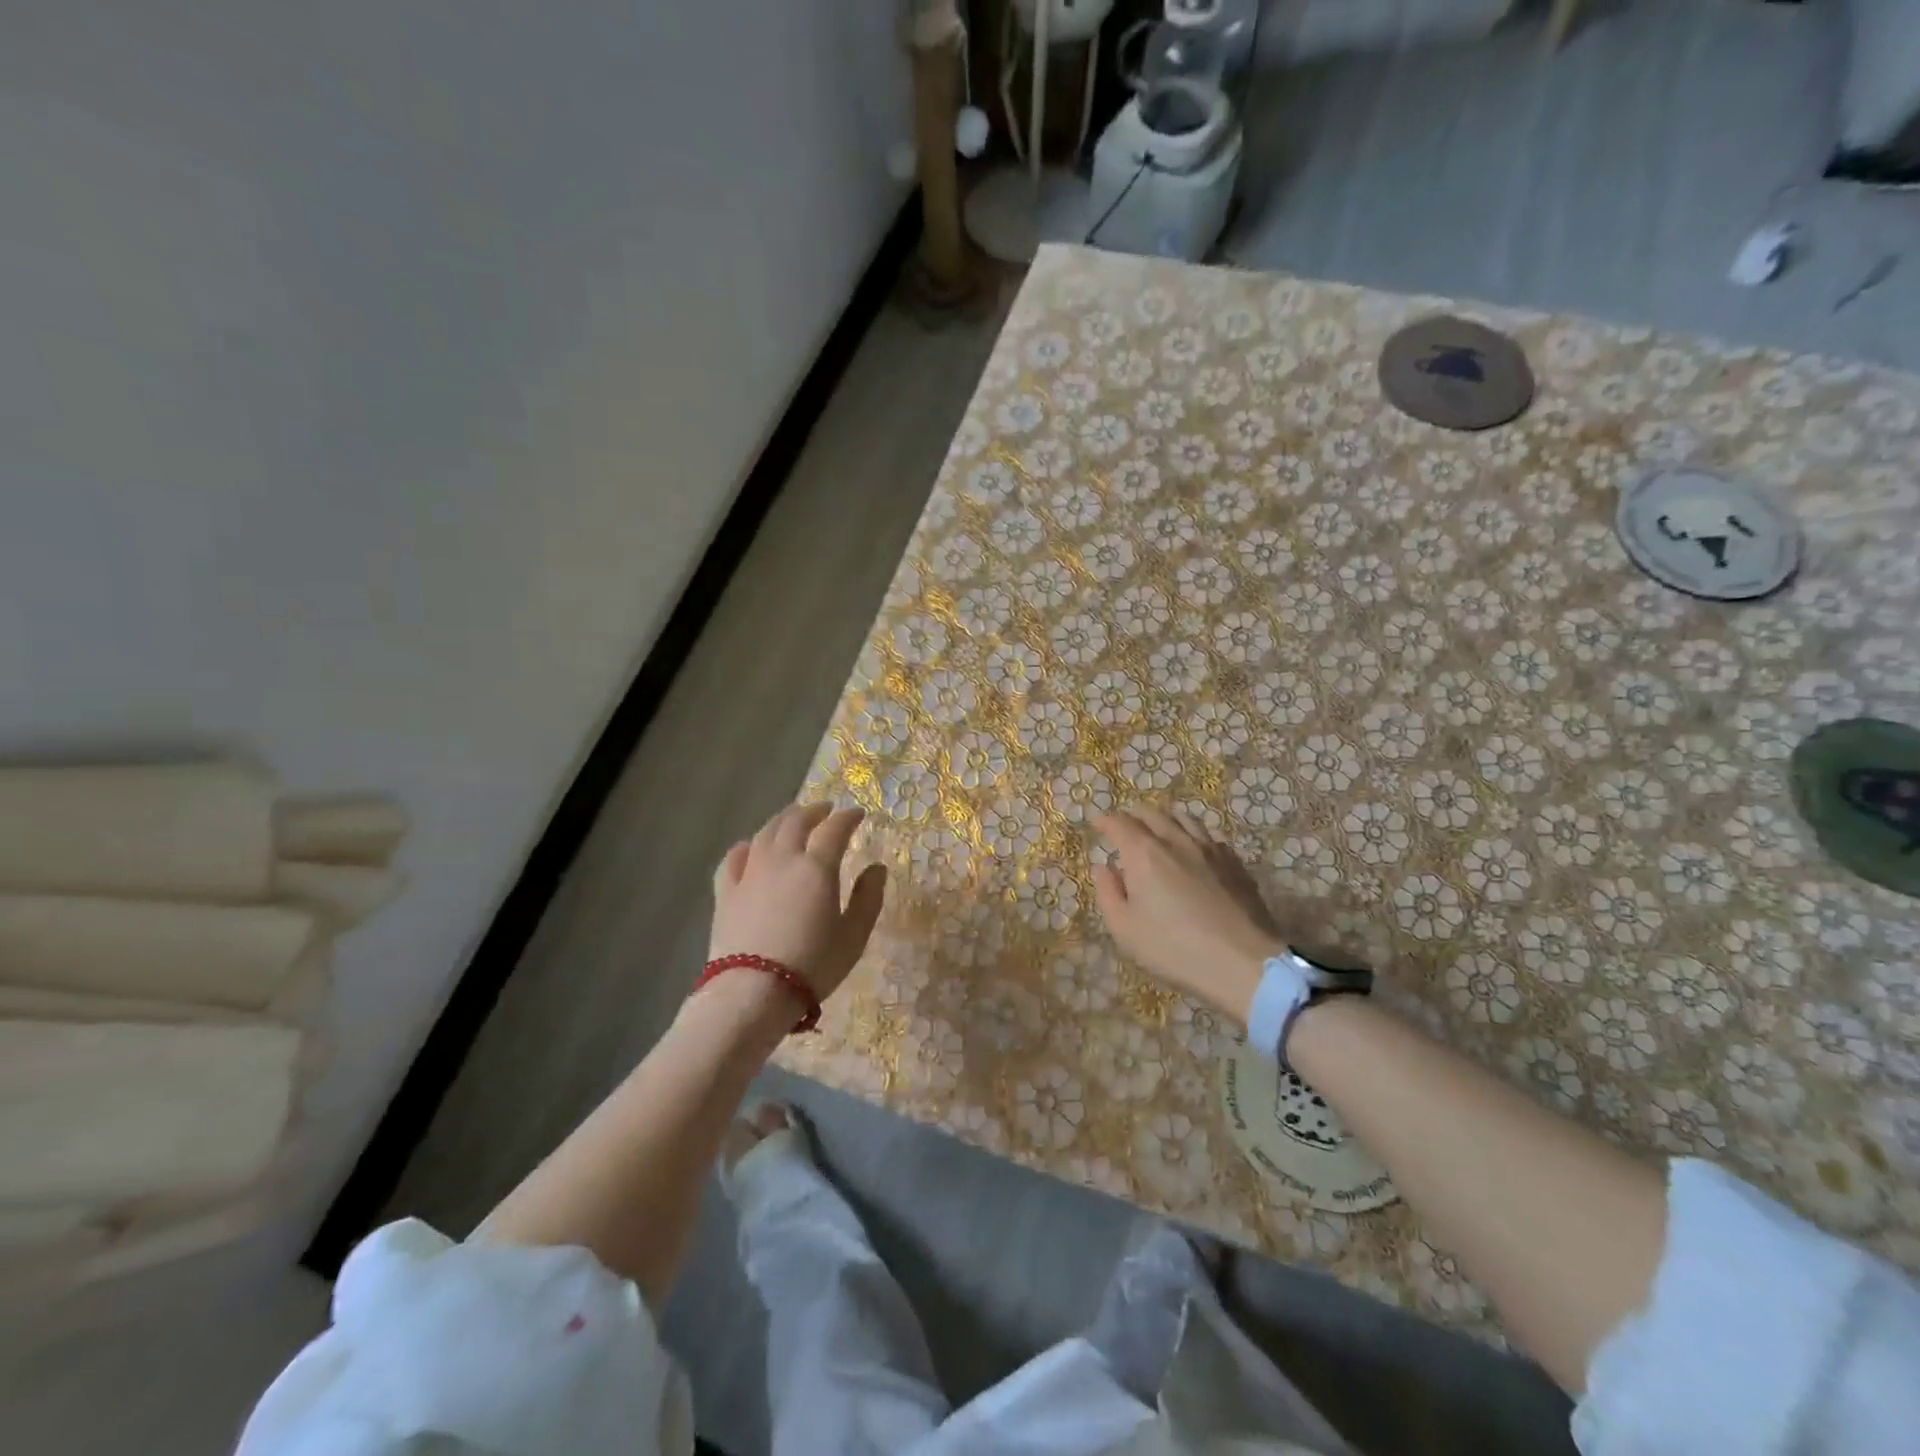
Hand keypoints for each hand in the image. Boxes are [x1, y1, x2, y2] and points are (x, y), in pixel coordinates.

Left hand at [711, 803, 886, 1005]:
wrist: (752, 993)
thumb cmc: (813, 965)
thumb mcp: (854, 936)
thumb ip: (868, 898)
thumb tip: (877, 868)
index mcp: (816, 867)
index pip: (835, 829)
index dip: (848, 817)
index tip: (858, 814)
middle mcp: (782, 860)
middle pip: (796, 822)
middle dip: (814, 811)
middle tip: (825, 809)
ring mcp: (750, 873)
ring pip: (765, 833)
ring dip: (782, 820)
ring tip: (792, 819)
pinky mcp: (725, 892)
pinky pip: (734, 858)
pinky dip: (747, 846)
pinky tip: (750, 847)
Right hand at [1091, 808, 1285, 1025]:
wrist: (1242, 962)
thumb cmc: (1174, 948)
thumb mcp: (1125, 929)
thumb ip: (1108, 892)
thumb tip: (1103, 867)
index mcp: (1144, 854)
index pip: (1120, 824)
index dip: (1105, 821)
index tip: (1098, 823)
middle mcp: (1175, 840)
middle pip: (1151, 814)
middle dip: (1132, 815)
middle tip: (1124, 824)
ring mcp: (1209, 848)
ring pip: (1183, 818)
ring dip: (1164, 818)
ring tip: (1159, 827)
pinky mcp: (1234, 862)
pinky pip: (1209, 835)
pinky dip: (1193, 833)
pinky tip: (1194, 846)